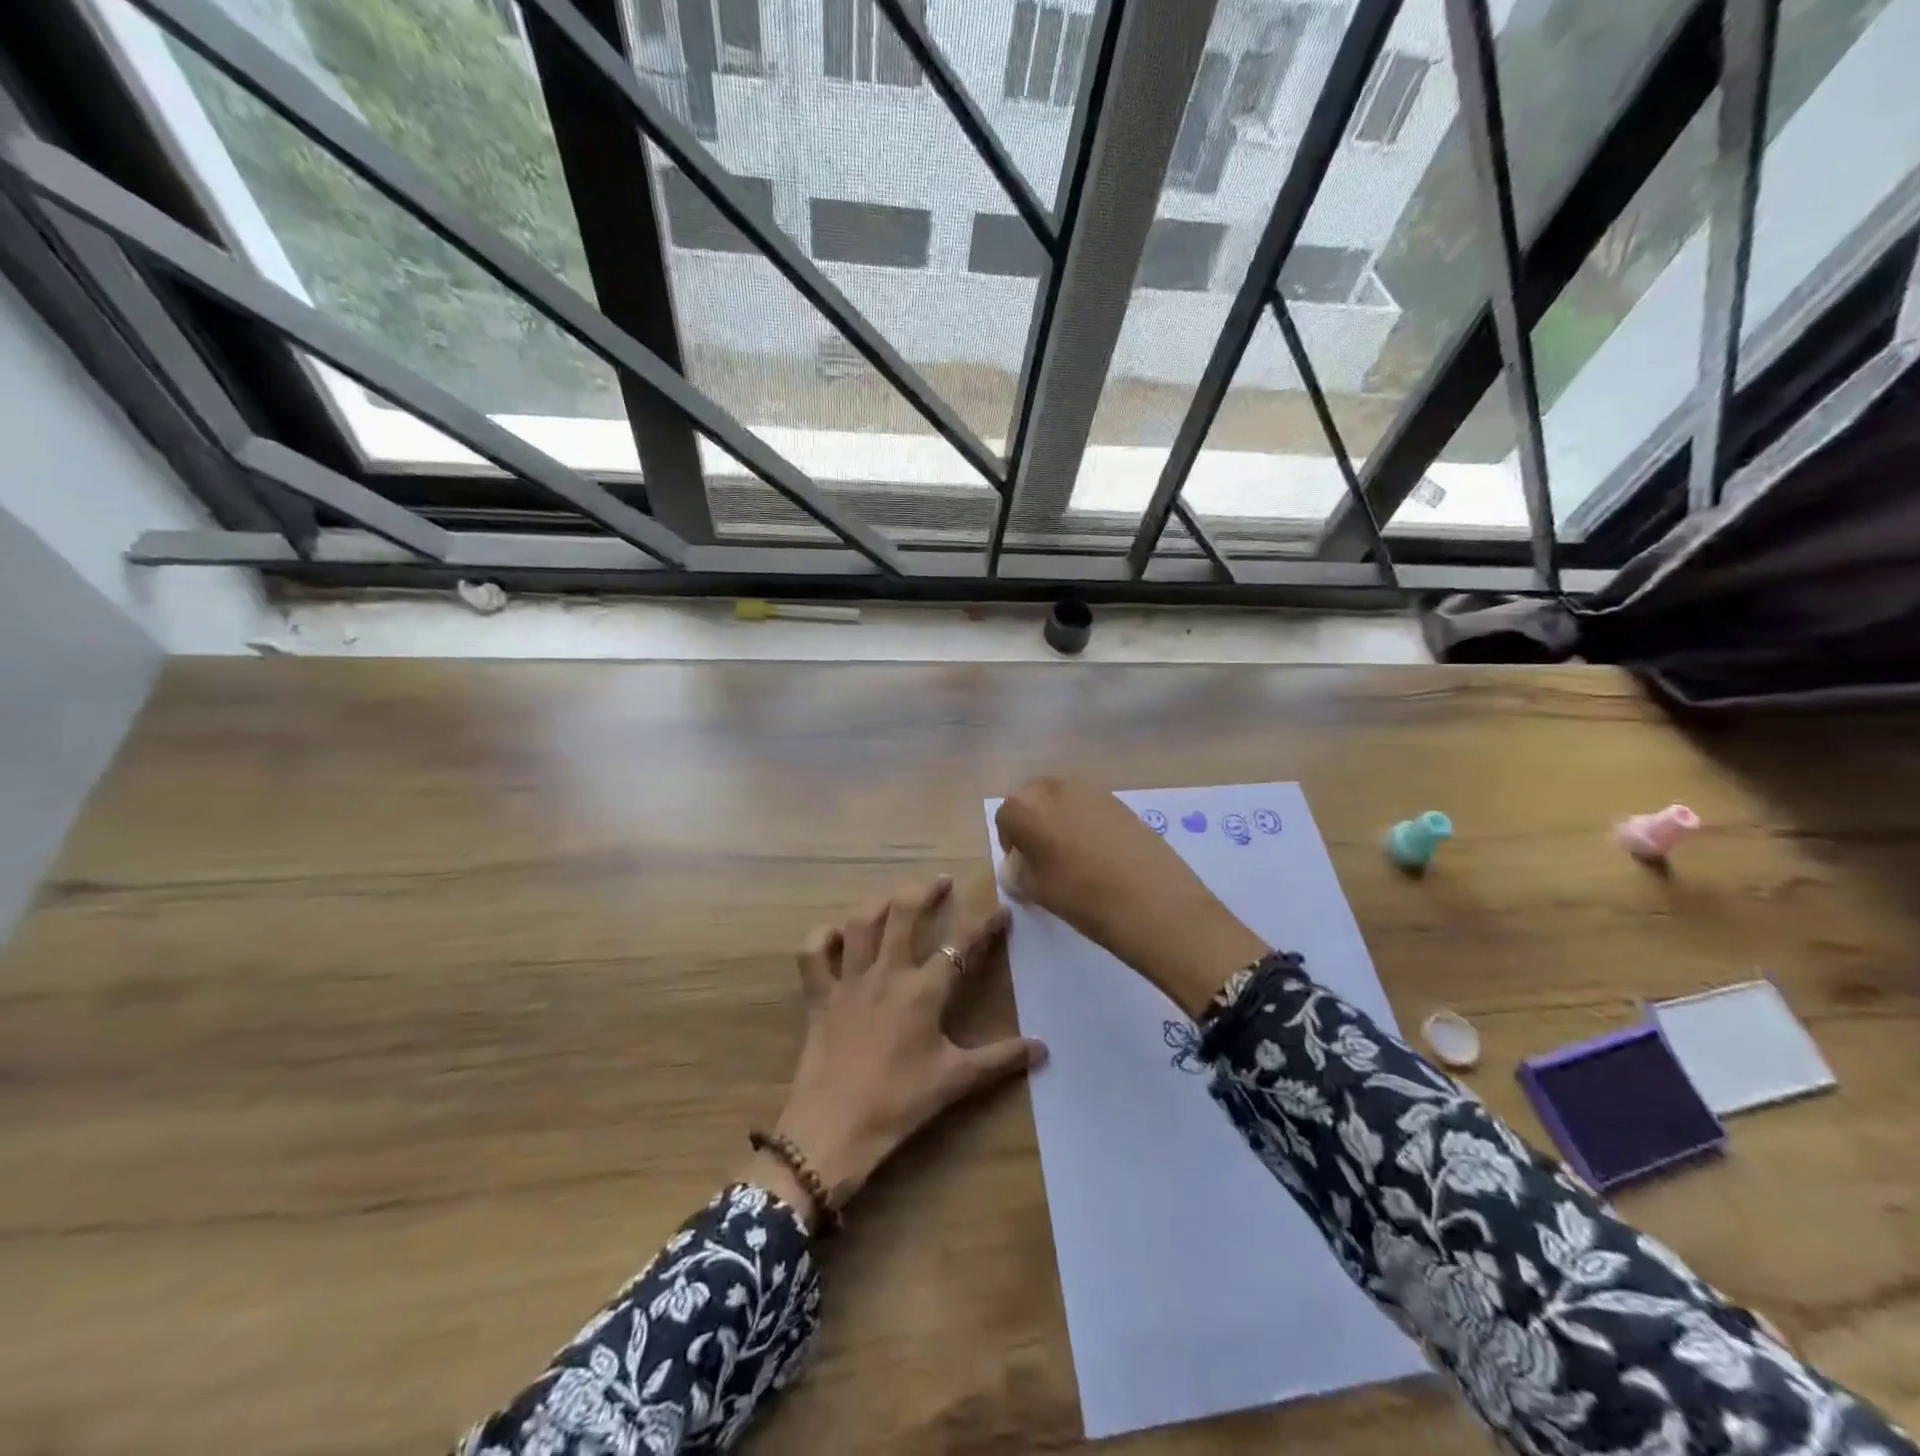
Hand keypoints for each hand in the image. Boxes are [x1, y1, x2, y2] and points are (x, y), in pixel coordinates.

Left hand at [748, 875, 1046, 1227]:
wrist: (833, 1129)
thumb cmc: (899, 1103)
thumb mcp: (955, 1081)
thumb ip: (1000, 1060)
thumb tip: (1043, 1049)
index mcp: (923, 990)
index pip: (961, 945)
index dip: (984, 924)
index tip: (1002, 910)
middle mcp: (886, 973)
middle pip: (904, 914)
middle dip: (925, 892)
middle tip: (941, 882)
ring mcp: (848, 981)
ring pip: (860, 924)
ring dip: (879, 904)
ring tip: (895, 898)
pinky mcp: (819, 996)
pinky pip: (812, 954)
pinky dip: (822, 937)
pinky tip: (836, 934)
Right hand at [995, 776, 1267, 1016]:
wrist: (1154, 901)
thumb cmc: (1083, 897)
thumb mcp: (1038, 890)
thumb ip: (1019, 871)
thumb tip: (1018, 865)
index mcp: (1026, 806)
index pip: (1006, 818)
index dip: (1011, 843)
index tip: (1022, 867)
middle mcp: (1054, 786)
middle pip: (1032, 799)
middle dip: (1033, 823)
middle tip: (1044, 858)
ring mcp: (1090, 789)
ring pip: (1062, 799)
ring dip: (1059, 820)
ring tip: (1073, 855)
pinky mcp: (1119, 798)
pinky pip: (1089, 805)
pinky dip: (1086, 821)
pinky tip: (1100, 852)